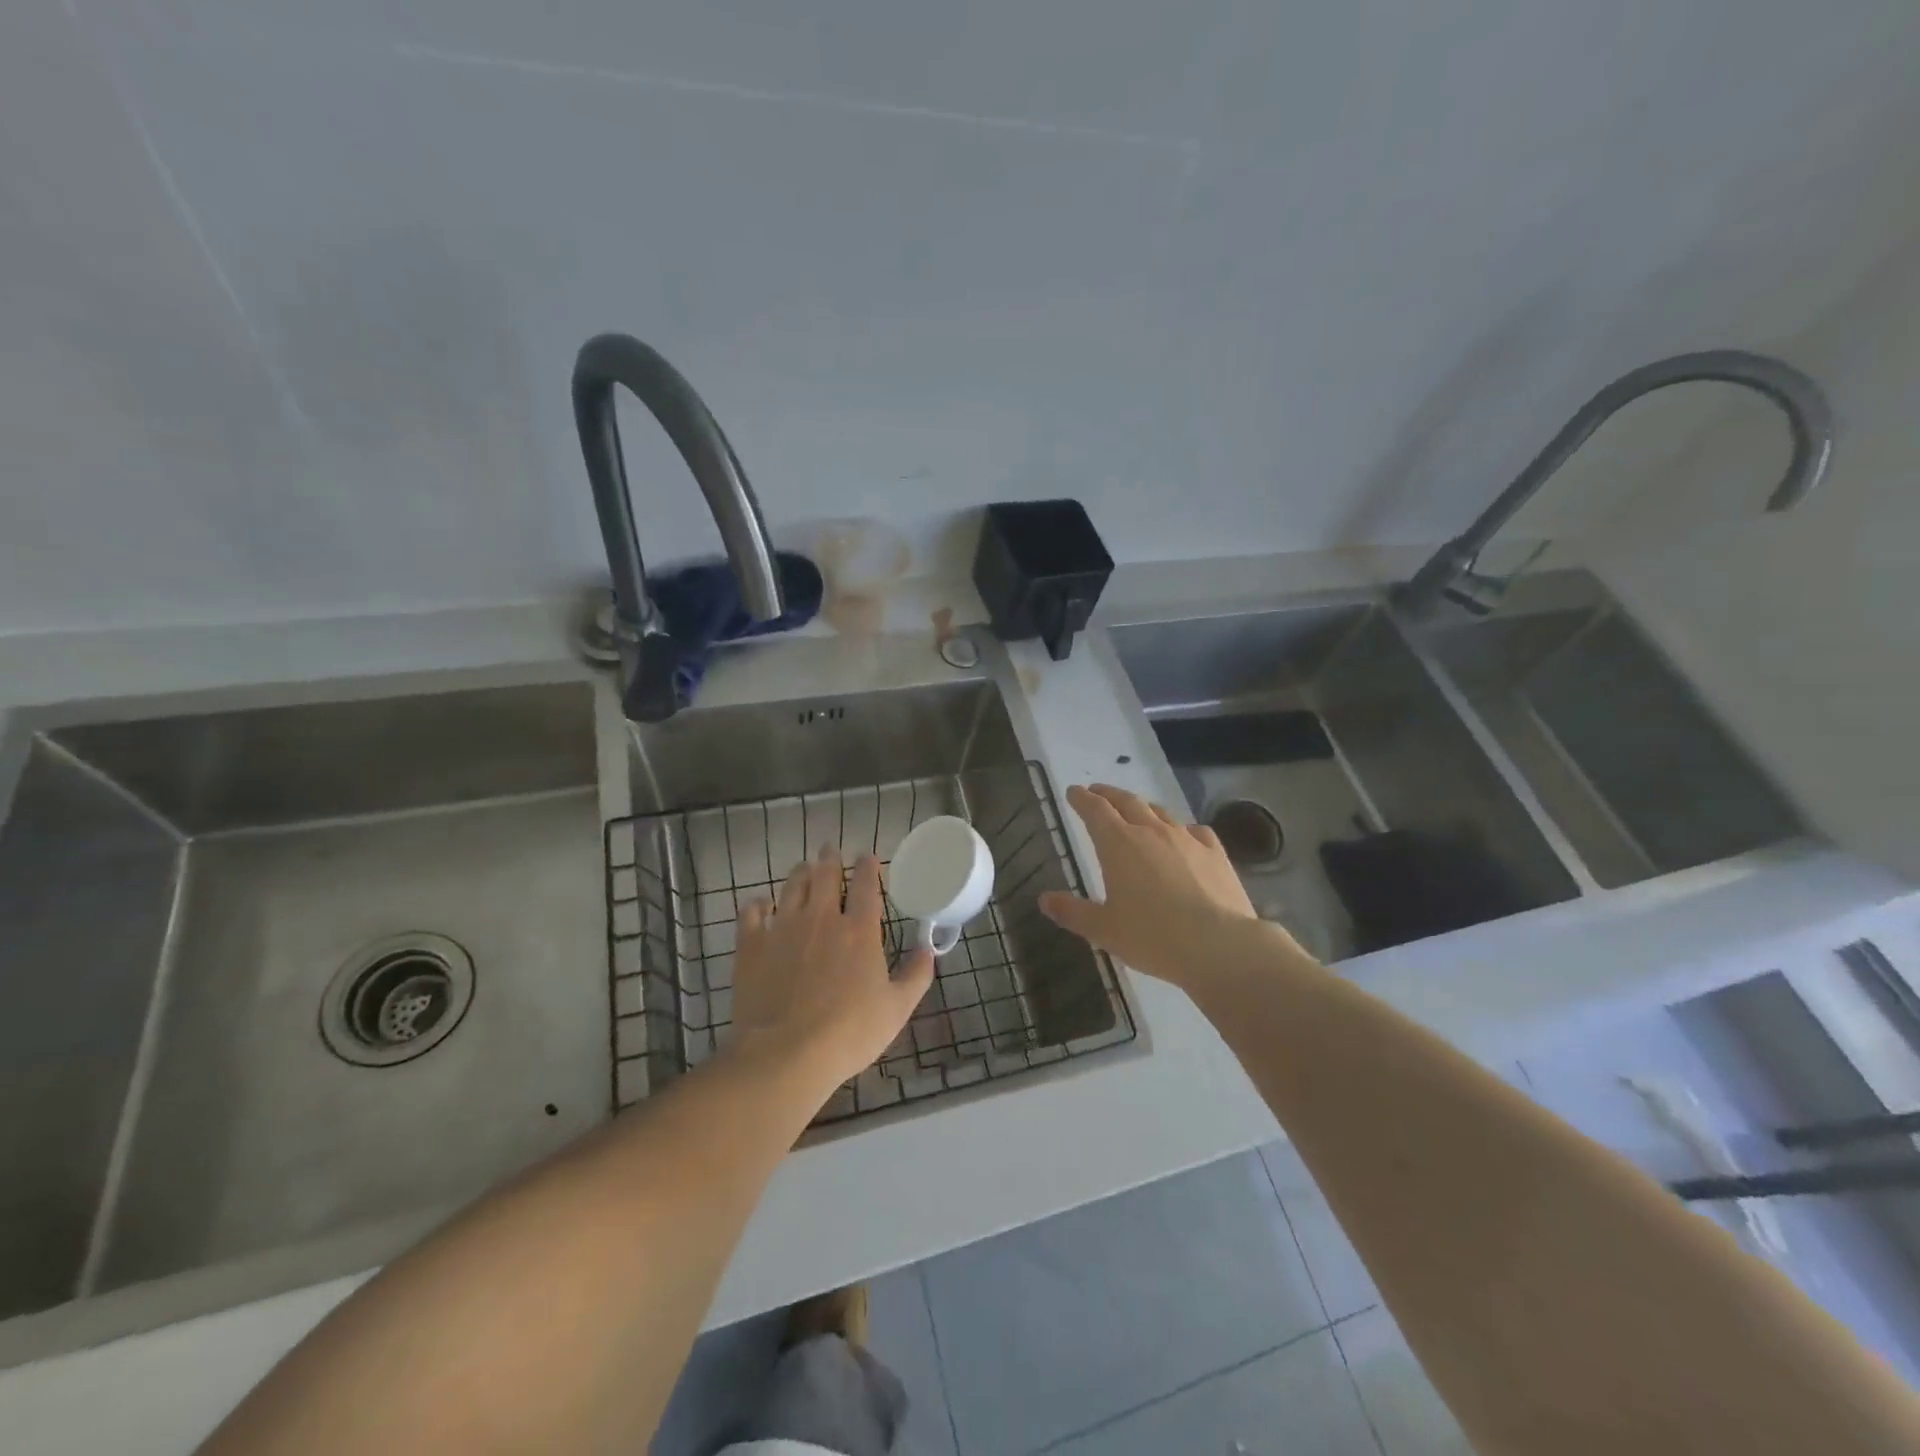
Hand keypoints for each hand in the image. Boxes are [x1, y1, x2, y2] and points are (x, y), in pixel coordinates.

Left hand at [730, 846, 934, 1098]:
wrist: (786, 1054)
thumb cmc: (849, 1033)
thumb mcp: (896, 1009)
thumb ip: (916, 974)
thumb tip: (929, 948)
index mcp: (859, 930)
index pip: (866, 884)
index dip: (867, 866)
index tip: (867, 857)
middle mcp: (822, 918)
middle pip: (825, 875)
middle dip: (829, 858)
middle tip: (829, 850)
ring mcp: (783, 927)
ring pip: (792, 886)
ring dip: (800, 873)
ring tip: (803, 868)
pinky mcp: (752, 944)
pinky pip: (752, 912)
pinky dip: (758, 904)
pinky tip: (760, 904)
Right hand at [1041, 784, 1303, 989]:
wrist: (1218, 945)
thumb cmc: (1152, 936)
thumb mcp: (1103, 929)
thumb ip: (1072, 912)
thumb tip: (1044, 899)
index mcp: (1118, 844)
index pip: (1095, 810)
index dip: (1082, 798)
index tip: (1073, 792)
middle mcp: (1151, 831)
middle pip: (1127, 801)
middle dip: (1109, 794)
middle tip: (1098, 792)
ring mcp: (1186, 839)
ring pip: (1160, 812)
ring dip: (1143, 807)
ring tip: (1136, 810)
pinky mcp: (1215, 853)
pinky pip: (1195, 830)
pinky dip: (1182, 829)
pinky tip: (1185, 836)